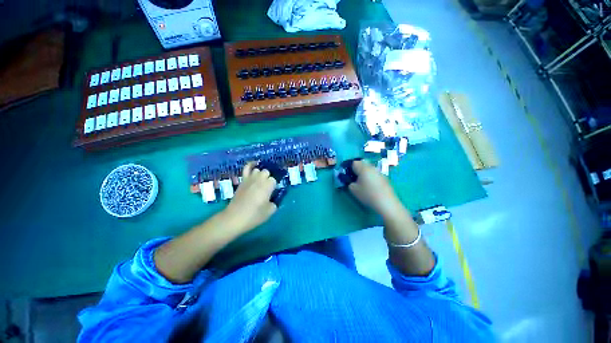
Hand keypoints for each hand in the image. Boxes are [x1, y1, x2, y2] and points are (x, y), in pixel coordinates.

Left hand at [222, 162, 277, 232]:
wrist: (235, 217)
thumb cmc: (254, 215)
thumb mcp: (270, 211)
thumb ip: (274, 203)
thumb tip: (272, 199)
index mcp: (268, 186)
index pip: (274, 180)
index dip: (273, 186)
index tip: (272, 193)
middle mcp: (259, 179)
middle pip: (267, 172)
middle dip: (268, 178)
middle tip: (267, 188)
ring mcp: (250, 178)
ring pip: (258, 170)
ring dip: (260, 174)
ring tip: (260, 181)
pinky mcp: (242, 180)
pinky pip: (246, 168)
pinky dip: (250, 165)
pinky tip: (254, 164)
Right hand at [348, 160, 402, 218]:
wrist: (386, 203)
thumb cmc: (368, 194)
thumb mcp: (353, 190)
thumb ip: (349, 182)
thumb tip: (351, 181)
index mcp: (363, 168)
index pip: (354, 163)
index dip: (350, 168)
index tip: (348, 176)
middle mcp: (371, 167)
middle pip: (362, 164)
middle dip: (357, 170)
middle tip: (354, 179)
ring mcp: (379, 172)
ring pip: (369, 169)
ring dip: (364, 173)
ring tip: (362, 183)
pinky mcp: (384, 178)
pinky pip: (374, 174)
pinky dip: (371, 177)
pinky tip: (371, 187)